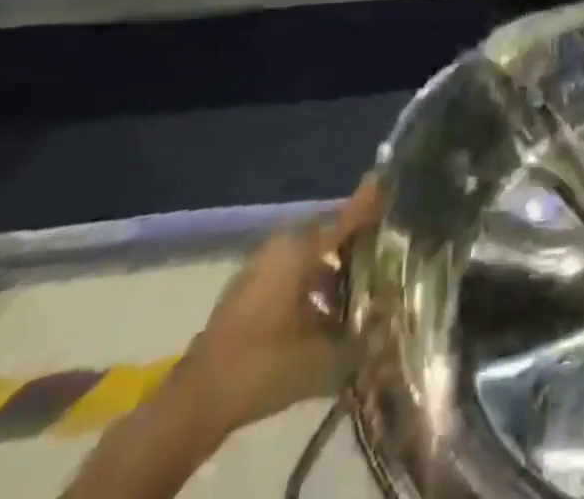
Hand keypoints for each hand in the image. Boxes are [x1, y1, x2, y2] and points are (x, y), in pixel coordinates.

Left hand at [165, 175, 384, 443]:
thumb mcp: (320, 356)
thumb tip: (385, 327)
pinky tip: (322, 319)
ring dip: (331, 274)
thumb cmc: (262, 364)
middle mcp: (280, 247)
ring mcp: (259, 269)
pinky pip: (289, 277)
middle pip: (327, 237)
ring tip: (355, 298)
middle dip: (353, 246)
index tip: (389, 180)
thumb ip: (358, 338)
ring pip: (308, 259)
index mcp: (299, 249)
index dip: (370, 203)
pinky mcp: (246, 293)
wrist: (194, 404)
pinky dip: (308, 289)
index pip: (346, 218)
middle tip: (380, 259)